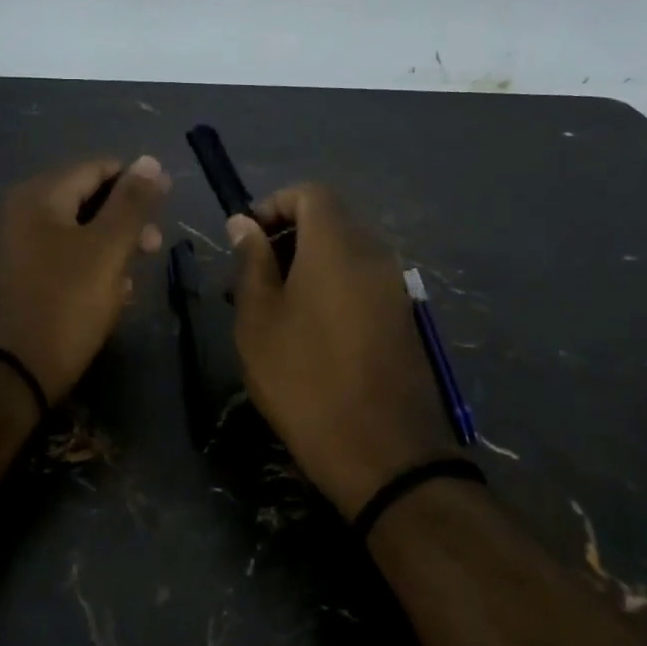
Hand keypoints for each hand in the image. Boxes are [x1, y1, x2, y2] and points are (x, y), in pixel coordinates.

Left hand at [0, 156, 171, 401]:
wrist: (20, 369)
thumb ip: (132, 202)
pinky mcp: (22, 275)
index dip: (136, 181)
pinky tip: (113, 291)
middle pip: (86, 198)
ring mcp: (18, 245)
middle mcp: (22, 211)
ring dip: (113, 246)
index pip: (96, 168)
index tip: (166, 203)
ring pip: (78, 230)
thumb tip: (151, 160)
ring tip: (135, 275)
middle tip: (155, 246)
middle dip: (126, 219)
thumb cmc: (69, 301)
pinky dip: (91, 265)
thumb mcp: (108, 248)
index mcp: (40, 195)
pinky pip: (64, 256)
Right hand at [228, 185, 462, 518]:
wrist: (382, 452)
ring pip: (342, 256)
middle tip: (245, 282)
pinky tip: (303, 332)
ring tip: (268, 311)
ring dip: (303, 268)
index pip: (311, 194)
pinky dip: (328, 289)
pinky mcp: (402, 319)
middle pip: (328, 223)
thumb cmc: (304, 379)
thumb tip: (244, 223)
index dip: (274, 204)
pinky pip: (360, 283)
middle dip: (283, 240)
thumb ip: (251, 262)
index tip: (244, 239)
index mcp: (337, 247)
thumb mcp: (259, 320)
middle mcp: (373, 255)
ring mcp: (393, 288)